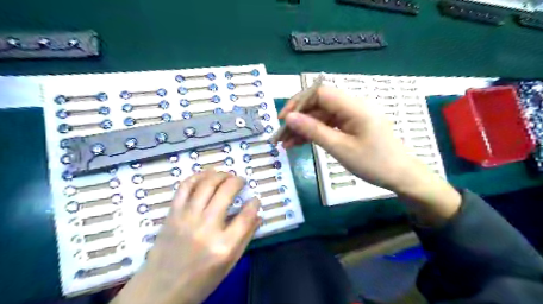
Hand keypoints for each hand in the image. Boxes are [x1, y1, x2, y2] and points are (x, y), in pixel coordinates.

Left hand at [112, 171, 259, 302]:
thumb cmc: (200, 281)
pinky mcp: (172, 214)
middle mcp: (206, 228)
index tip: (255, 199)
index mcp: (223, 246)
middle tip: (241, 180)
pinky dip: (197, 176)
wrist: (160, 290)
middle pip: (226, 192)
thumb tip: (257, 215)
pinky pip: (185, 187)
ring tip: (226, 175)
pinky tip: (206, 175)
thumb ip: (245, 237)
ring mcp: (187, 218)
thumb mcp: (229, 264)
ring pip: (206, 184)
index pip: (246, 216)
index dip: (254, 204)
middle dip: (237, 181)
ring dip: (220, 174)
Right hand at [277, 85, 459, 225]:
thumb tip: (290, 117)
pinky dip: (315, 133)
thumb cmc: (373, 163)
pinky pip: (329, 125)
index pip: (319, 93)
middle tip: (281, 136)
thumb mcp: (340, 148)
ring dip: (304, 128)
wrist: (401, 176)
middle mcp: (353, 105)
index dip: (298, 103)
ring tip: (287, 144)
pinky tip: (300, 144)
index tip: (283, 119)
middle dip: (298, 119)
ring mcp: (352, 116)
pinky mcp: (352, 125)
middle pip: (319, 105)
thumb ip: (314, 130)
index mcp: (354, 106)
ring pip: (322, 116)